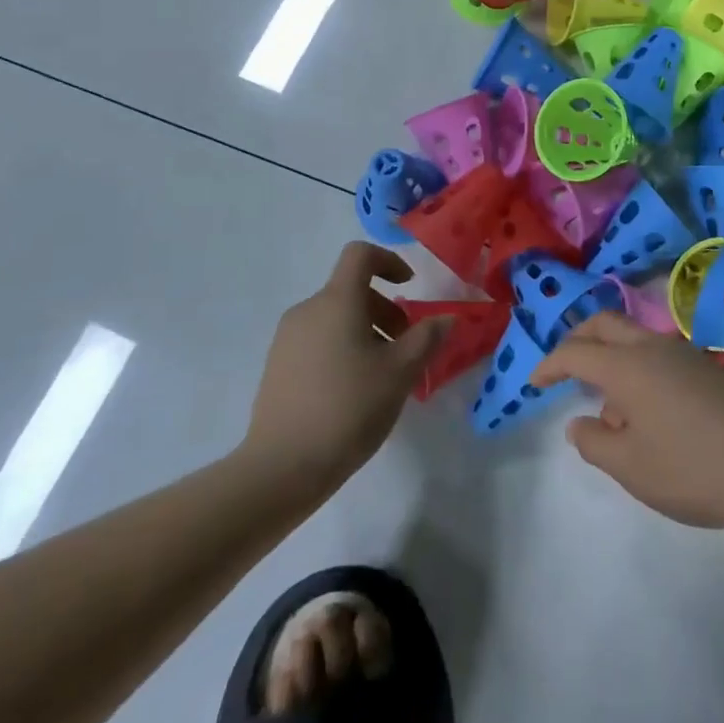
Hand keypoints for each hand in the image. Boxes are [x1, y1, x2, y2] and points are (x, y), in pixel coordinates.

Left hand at [240, 242, 448, 495]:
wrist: (282, 467)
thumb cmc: (349, 408)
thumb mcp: (400, 373)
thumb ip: (426, 338)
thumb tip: (446, 317)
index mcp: (336, 301)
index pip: (360, 255)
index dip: (389, 261)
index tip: (409, 287)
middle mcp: (307, 310)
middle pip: (351, 290)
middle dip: (384, 310)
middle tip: (405, 348)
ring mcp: (286, 339)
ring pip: (335, 318)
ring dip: (365, 332)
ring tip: (383, 375)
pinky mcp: (277, 366)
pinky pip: (317, 341)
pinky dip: (342, 349)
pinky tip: (353, 393)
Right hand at [531, 313, 723, 530]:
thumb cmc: (695, 469)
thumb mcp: (632, 468)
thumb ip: (595, 442)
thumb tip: (579, 423)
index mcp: (627, 366)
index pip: (576, 352)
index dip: (550, 363)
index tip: (535, 380)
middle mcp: (652, 347)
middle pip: (604, 324)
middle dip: (578, 339)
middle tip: (563, 368)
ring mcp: (683, 353)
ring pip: (633, 338)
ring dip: (611, 358)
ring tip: (610, 412)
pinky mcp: (706, 368)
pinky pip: (657, 355)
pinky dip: (637, 370)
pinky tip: (648, 416)